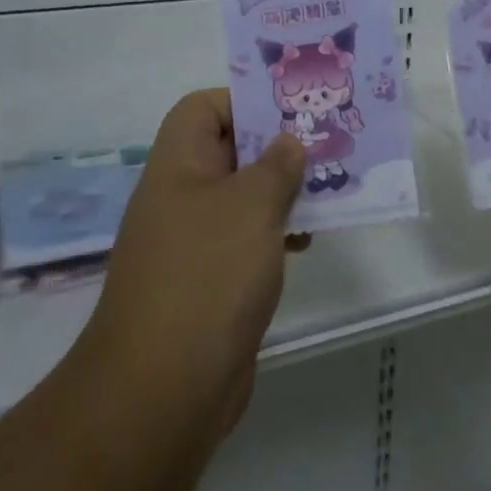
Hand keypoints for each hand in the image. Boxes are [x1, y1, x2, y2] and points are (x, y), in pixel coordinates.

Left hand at [82, 90, 307, 436]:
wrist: (163, 389)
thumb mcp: (252, 205)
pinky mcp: (207, 282)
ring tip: (328, 191)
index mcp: (178, 164)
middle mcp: (180, 195)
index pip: (204, 107)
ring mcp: (191, 241)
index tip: (290, 113)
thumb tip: (287, 143)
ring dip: (282, 191)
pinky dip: (274, 233)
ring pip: (242, 197)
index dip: (245, 101)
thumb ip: (277, 165)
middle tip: (325, 145)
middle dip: (277, 146)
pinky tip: (306, 243)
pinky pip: (245, 239)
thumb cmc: (208, 274)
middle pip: (229, 150)